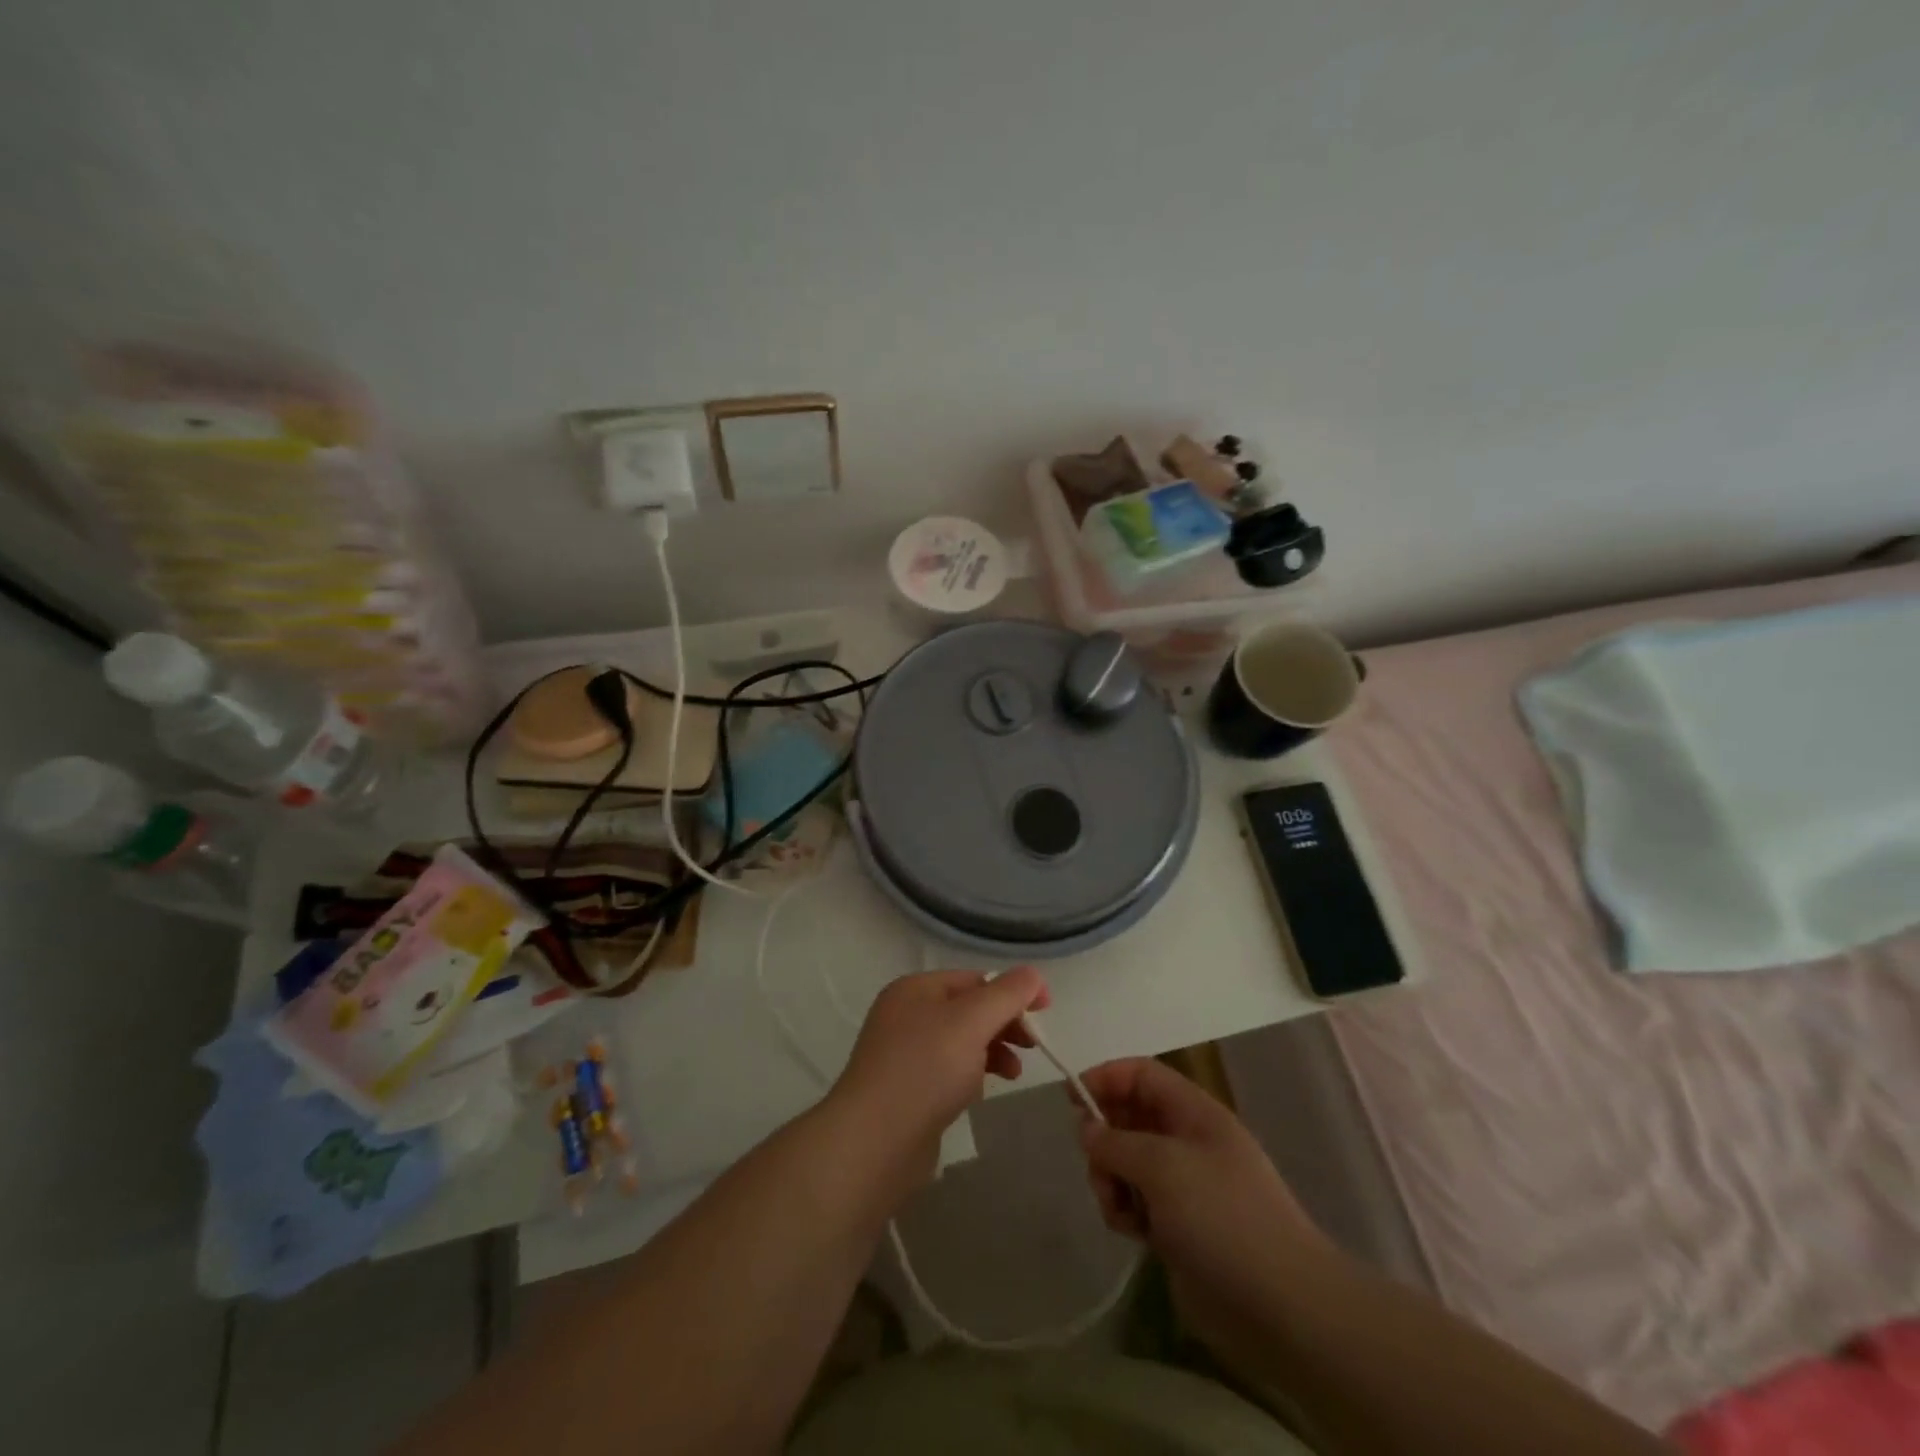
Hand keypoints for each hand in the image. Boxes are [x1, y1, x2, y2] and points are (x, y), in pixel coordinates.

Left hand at [828, 968, 1050, 1186]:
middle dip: (1004, 1023)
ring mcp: (904, 1053)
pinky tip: (982, 1092)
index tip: (1046, 1011)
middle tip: (1033, 1047)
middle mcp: (906, 1014)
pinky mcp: (907, 1089)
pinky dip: (971, 1074)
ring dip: (993, 1050)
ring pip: (961, 1041)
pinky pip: (948, 1071)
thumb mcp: (972, 1022)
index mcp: (916, 988)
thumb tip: (1034, 975)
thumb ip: (1006, 995)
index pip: (975, 979)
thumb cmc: (925, 1070)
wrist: (874, 1142)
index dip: (1013, 991)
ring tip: (1014, 1073)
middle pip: (969, 1009)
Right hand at [1078, 1058, 1328, 1316]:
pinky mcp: (1178, 1226)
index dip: (1105, 1077)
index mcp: (1194, 1112)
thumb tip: (1086, 1129)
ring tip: (1118, 1207)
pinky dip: (1124, 1209)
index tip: (1070, 1098)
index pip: (1141, 1074)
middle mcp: (1188, 1140)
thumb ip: (1116, 1142)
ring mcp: (1184, 1185)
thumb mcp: (1163, 1166)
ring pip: (1126, 1161)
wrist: (1282, 1310)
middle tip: (1096, 1164)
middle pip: (1129, 1116)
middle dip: (1104, 1135)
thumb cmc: (1223, 1218)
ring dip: (1111, 1178)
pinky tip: (1131, 1231)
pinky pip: (1135, 1201)